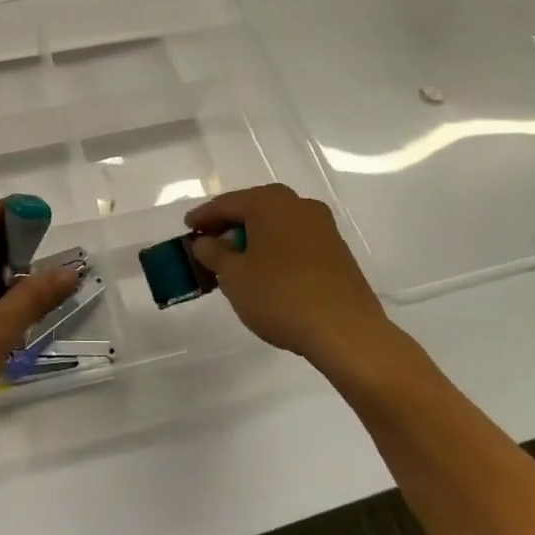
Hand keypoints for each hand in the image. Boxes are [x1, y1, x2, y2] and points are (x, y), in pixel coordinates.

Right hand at [186, 184, 392, 367]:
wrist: (346, 331)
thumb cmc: (280, 296)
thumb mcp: (234, 276)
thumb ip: (214, 253)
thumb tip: (205, 242)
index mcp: (270, 202)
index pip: (226, 204)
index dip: (203, 217)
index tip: (187, 229)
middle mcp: (298, 205)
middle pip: (253, 210)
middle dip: (229, 227)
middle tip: (208, 245)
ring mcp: (323, 227)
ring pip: (276, 226)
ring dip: (253, 240)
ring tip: (235, 263)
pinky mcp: (337, 251)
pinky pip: (295, 242)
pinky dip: (275, 251)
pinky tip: (266, 273)